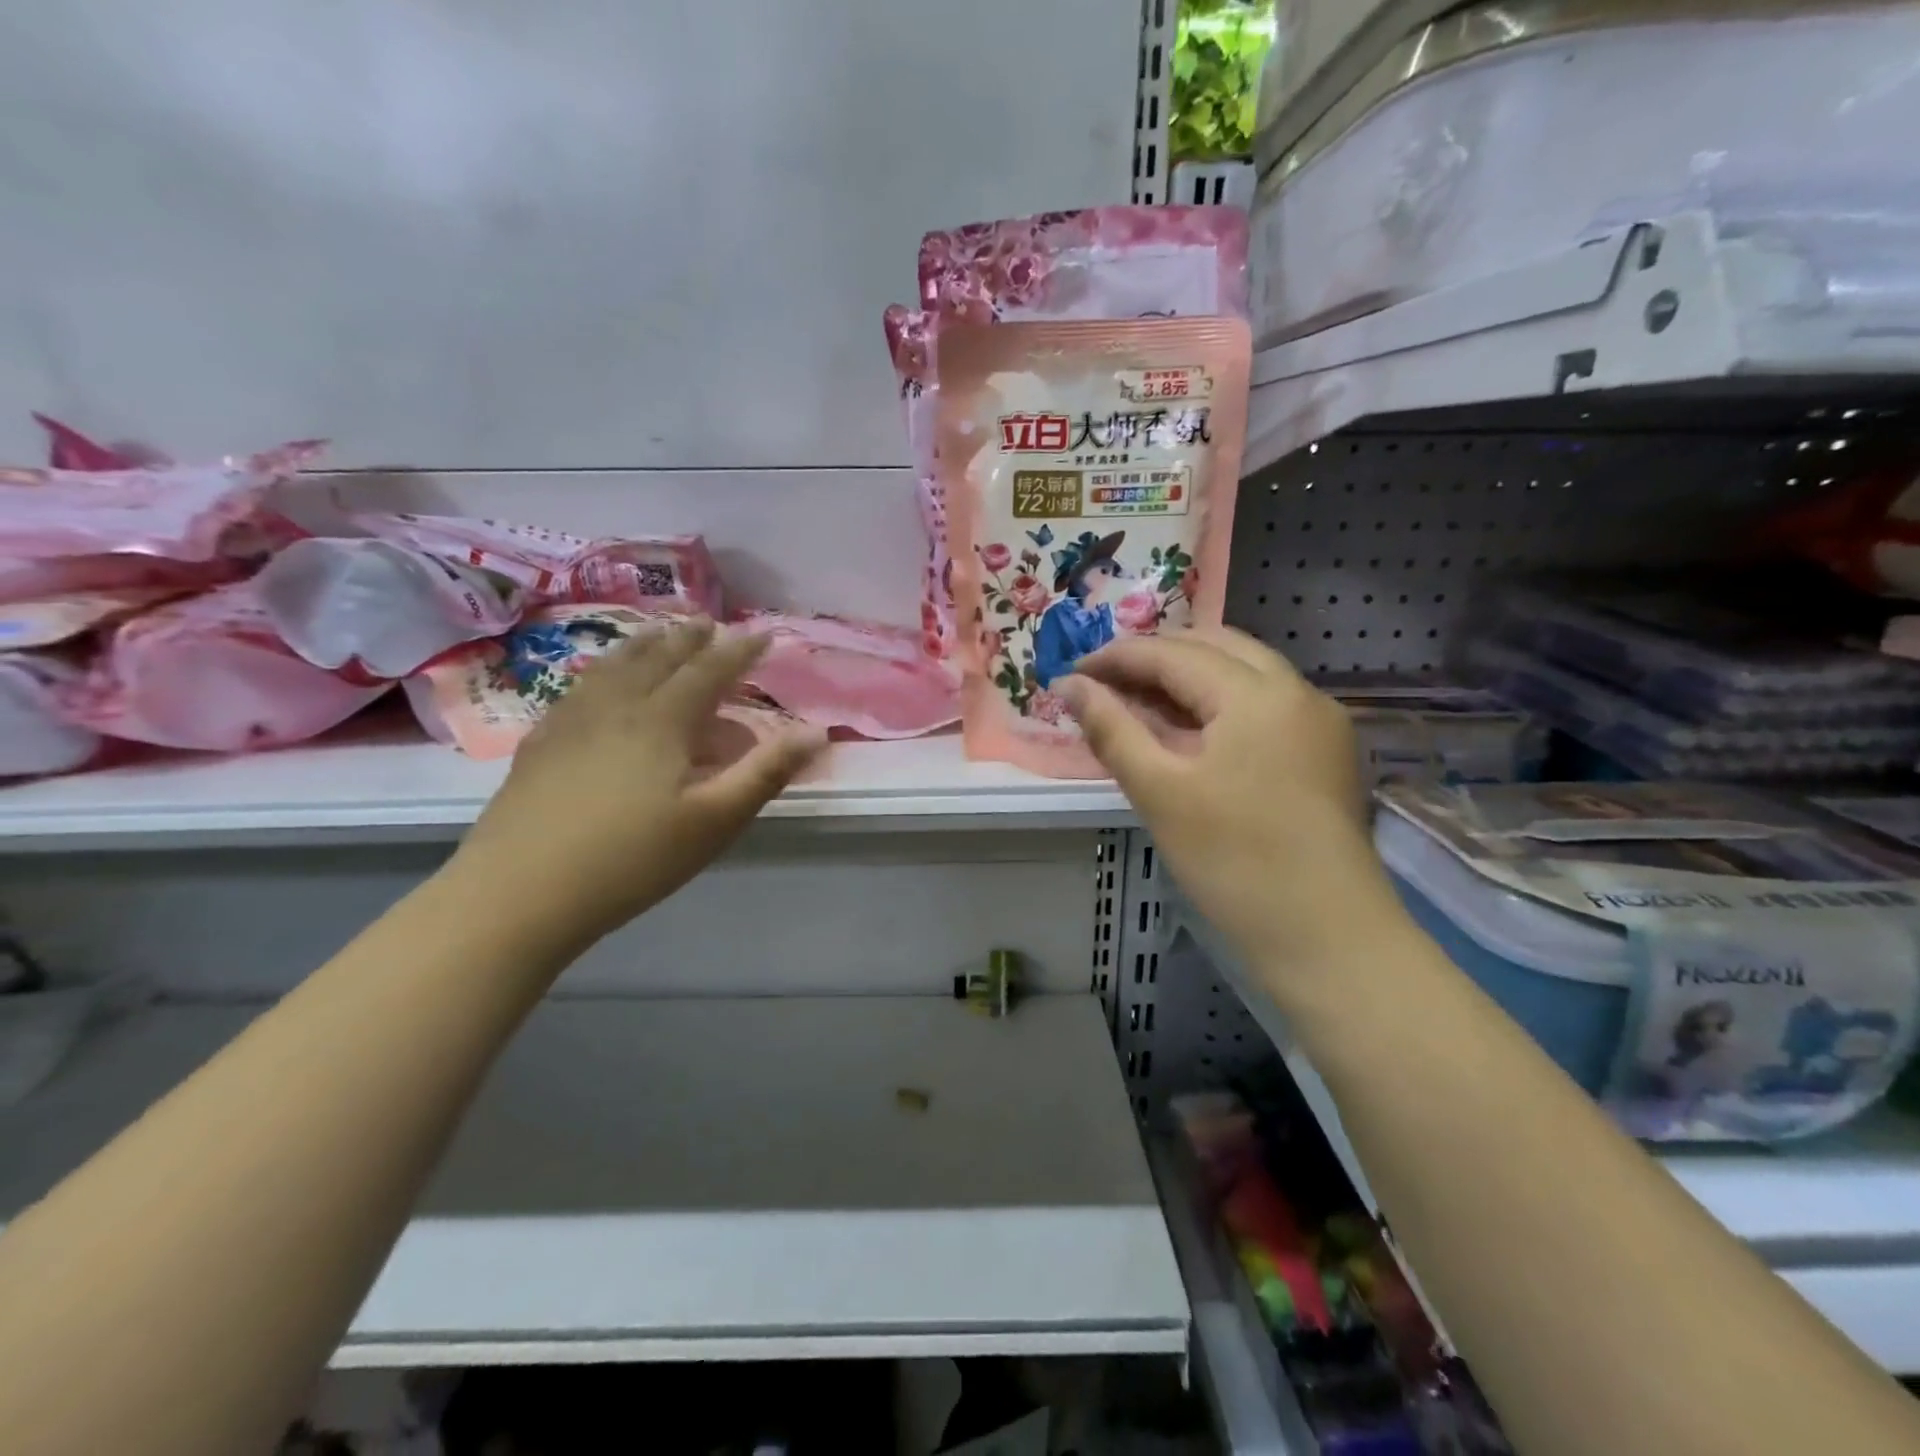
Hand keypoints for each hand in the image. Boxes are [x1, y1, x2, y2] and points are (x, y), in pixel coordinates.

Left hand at [451, 618, 826, 952]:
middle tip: (707, 621)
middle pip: (658, 658)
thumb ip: (766, 772)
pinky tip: (596, 682)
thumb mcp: (714, 820)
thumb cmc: (632, 858)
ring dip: (643, 645)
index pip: (709, 670)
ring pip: (614, 667)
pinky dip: (602, 671)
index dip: (739, 650)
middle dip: (689, 638)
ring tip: (658, 633)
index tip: (763, 633)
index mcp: (663, 720)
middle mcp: (617, 706)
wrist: (518, 892)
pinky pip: (579, 688)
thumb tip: (816, 731)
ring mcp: (572, 721)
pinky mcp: (541, 743)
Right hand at [1058, 628, 1406, 974]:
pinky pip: (1262, 703)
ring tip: (1137, 705)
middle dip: (1154, 658)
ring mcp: (1318, 719)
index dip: (1116, 657)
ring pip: (1242, 672)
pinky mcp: (1325, 750)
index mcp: (1258, 694)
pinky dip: (1218, 704)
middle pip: (1214, 647)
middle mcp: (1296, 690)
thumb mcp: (1160, 792)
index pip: (1174, 653)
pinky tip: (1188, 732)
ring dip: (1186, 678)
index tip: (1071, 674)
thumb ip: (1111, 729)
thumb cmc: (1234, 862)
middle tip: (1103, 686)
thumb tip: (1068, 685)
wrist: (1328, 938)